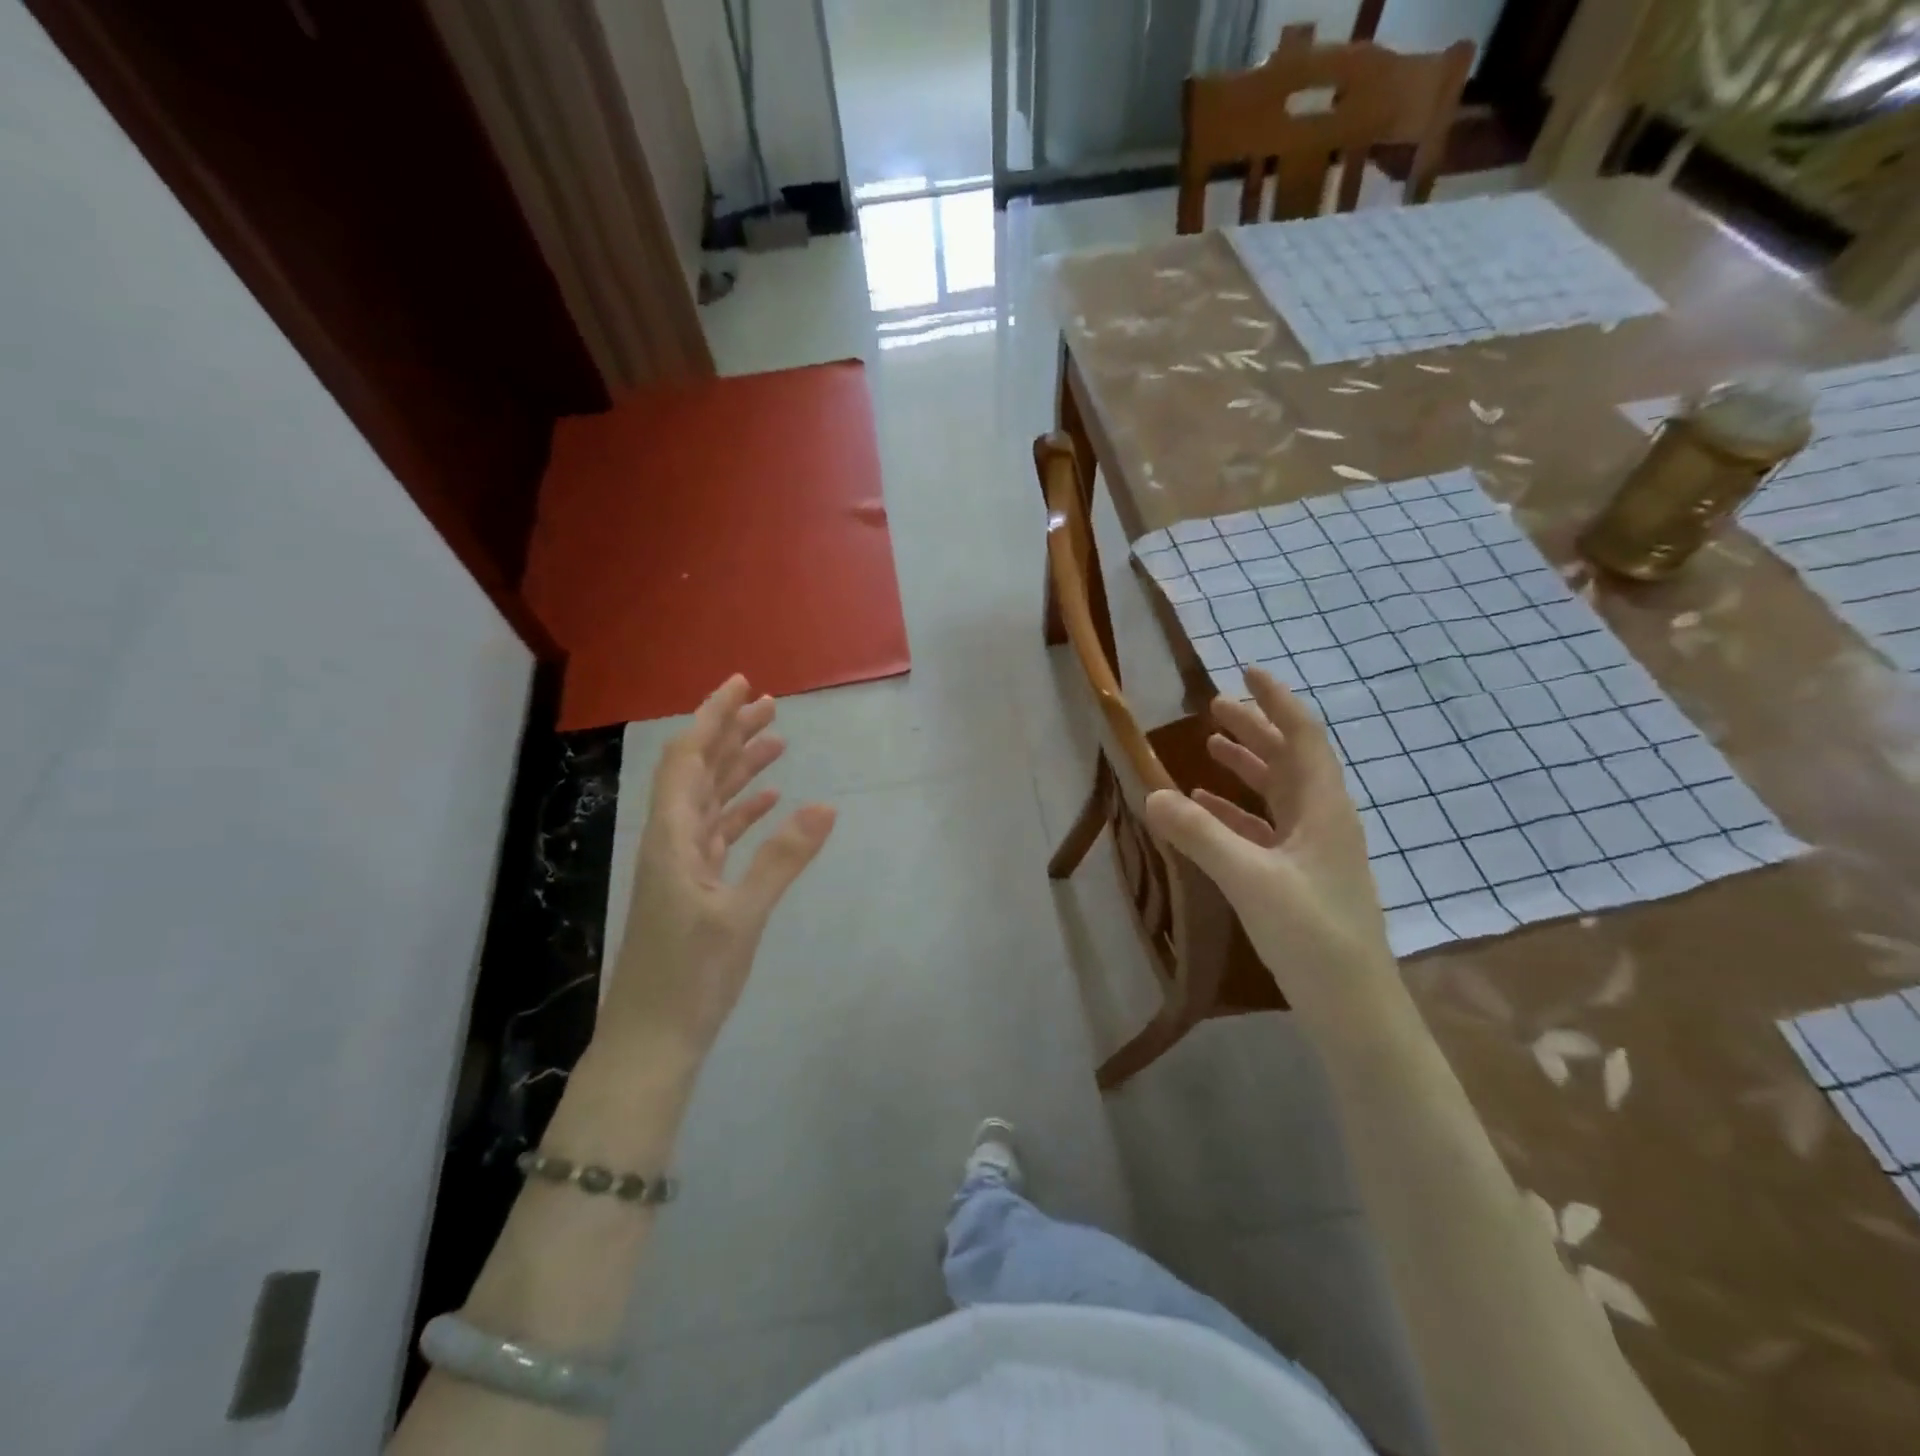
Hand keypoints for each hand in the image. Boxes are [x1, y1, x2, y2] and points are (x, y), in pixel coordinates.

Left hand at [600, 675, 835, 1068]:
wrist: (653, 1040)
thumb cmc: (690, 978)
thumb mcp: (742, 916)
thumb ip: (783, 858)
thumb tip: (826, 806)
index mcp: (671, 837)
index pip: (688, 759)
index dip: (714, 717)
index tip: (744, 684)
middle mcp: (672, 841)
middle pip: (699, 771)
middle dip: (731, 733)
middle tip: (771, 704)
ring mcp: (682, 865)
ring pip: (711, 800)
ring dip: (740, 768)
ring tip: (777, 741)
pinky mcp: (695, 887)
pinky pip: (720, 833)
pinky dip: (744, 811)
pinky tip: (770, 801)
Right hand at [1143, 667, 1400, 1029]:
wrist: (1353, 1007)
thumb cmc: (1311, 933)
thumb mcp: (1250, 879)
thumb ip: (1200, 834)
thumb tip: (1152, 793)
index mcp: (1322, 808)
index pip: (1302, 737)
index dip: (1276, 701)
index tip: (1246, 672)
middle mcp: (1322, 820)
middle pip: (1288, 759)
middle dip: (1254, 729)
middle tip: (1213, 707)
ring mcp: (1313, 851)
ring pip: (1277, 793)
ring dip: (1245, 767)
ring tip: (1208, 747)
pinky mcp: (1299, 877)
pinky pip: (1265, 829)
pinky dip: (1236, 812)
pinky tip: (1205, 810)